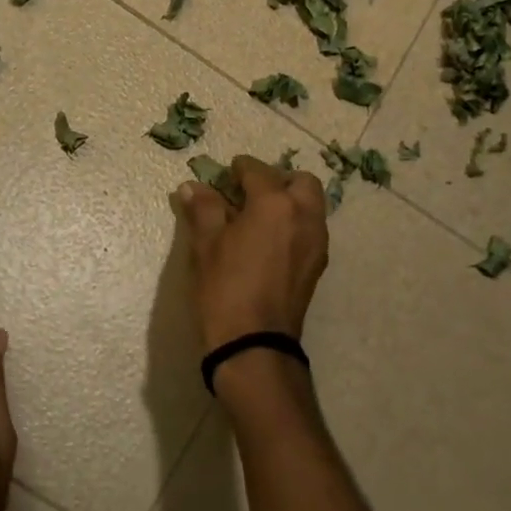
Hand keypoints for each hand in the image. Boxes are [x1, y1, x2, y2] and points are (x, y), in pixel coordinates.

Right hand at [176, 155, 328, 352]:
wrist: (253, 343)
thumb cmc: (224, 288)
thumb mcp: (206, 245)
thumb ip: (204, 209)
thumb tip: (193, 186)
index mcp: (276, 204)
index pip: (259, 172)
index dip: (240, 168)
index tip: (228, 171)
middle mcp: (305, 216)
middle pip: (300, 183)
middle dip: (277, 180)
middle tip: (250, 191)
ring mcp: (316, 242)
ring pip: (311, 206)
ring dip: (290, 201)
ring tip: (259, 216)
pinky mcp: (317, 265)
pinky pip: (310, 229)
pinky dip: (294, 224)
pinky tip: (269, 241)